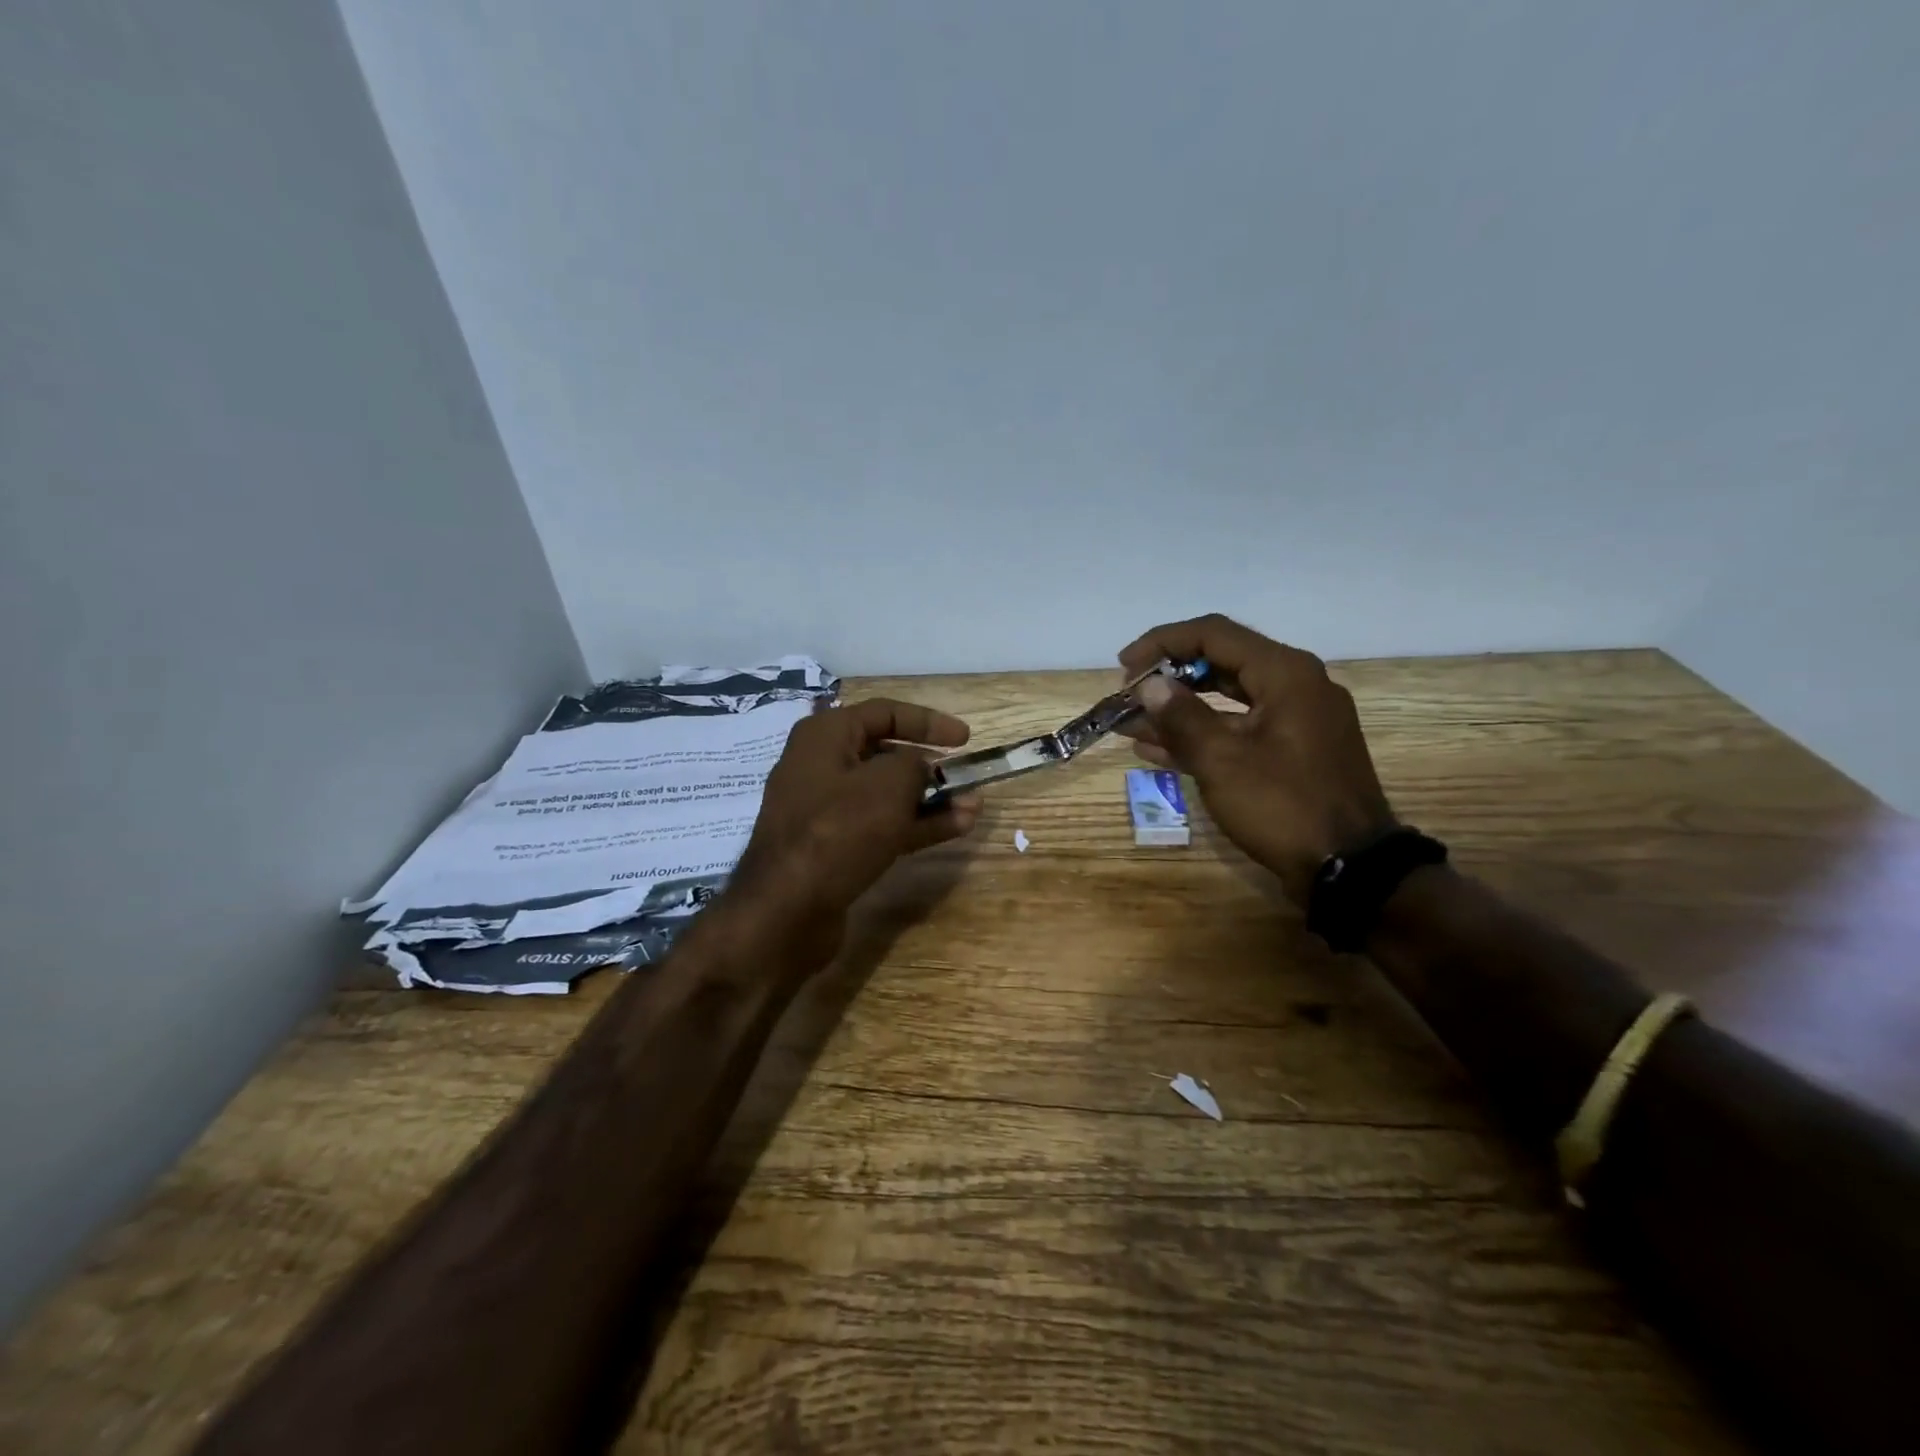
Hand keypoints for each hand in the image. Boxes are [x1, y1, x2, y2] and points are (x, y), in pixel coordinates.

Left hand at [728, 698, 981, 953]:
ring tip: (973, 805)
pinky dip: (916, 825)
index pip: (885, 712)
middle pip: (885, 754)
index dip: (929, 721)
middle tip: (965, 775)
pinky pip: (881, 825)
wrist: (788, 908)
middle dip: (931, 765)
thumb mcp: (889, 784)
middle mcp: (821, 765)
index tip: (966, 739)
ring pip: (887, 795)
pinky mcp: (833, 847)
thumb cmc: (840, 828)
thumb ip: (916, 765)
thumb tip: (922, 767)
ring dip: (931, 799)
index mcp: (825, 735)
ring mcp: (825, 810)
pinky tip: (956, 828)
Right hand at [1118, 615, 1395, 902]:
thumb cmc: (1284, 806)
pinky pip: (1240, 730)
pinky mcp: (1294, 752)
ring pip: (1227, 701)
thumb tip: (1150, 685)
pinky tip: (1158, 750)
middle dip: (1168, 678)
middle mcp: (1296, 686)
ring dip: (1179, 711)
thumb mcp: (1223, 761)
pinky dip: (1202, 735)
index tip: (1124, 668)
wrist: (1351, 870)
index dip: (1162, 643)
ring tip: (1130, 724)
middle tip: (1128, 696)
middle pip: (1220, 663)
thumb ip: (1181, 717)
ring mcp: (1297, 721)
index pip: (1213, 635)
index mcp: (1285, 673)